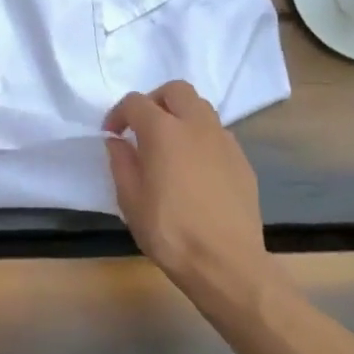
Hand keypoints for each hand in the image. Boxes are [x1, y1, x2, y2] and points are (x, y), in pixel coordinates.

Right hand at [104, 81, 269, 291]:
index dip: (118, 114)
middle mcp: (196, 125)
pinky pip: (217, 134)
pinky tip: (194, 169)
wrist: (226, 262)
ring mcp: (224, 140)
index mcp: (163, 131)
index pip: (136, 102)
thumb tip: (118, 141)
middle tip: (143, 127)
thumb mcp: (130, 200)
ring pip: (201, 108)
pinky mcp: (242, 159)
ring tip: (169, 145)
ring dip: (181, 115)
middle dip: (155, 101)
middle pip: (176, 90)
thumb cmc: (169, 232)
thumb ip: (121, 163)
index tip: (112, 134)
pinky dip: (200, 138)